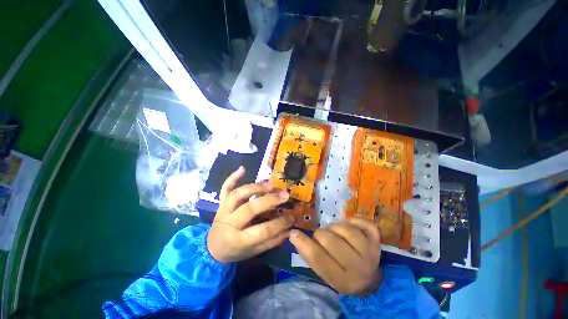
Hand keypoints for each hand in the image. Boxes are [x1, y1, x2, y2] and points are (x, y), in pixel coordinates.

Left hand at [207, 166, 293, 263]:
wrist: (212, 249)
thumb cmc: (235, 251)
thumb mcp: (254, 252)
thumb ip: (272, 241)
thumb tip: (289, 229)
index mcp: (238, 240)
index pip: (262, 230)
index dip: (279, 223)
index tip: (292, 217)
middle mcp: (229, 223)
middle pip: (250, 208)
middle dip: (269, 200)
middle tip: (285, 194)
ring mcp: (223, 210)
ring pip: (237, 195)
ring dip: (255, 187)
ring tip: (270, 184)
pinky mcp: (220, 203)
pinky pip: (225, 188)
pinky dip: (233, 177)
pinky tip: (242, 168)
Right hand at [289, 217, 381, 295]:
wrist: (369, 282)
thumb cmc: (342, 276)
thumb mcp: (325, 274)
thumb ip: (310, 256)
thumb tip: (294, 235)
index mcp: (342, 280)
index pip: (319, 259)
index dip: (303, 243)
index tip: (293, 233)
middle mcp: (358, 267)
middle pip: (332, 241)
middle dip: (320, 234)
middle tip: (320, 236)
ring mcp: (371, 252)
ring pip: (346, 229)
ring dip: (335, 227)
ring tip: (334, 231)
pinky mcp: (377, 241)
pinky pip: (364, 223)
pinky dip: (354, 220)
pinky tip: (349, 225)